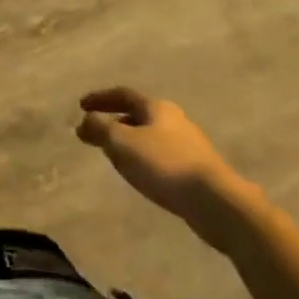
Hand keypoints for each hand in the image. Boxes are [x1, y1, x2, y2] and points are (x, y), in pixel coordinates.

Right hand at [76, 88, 256, 250]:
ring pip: (151, 137)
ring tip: (116, 158)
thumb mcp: (122, 143)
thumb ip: (99, 128)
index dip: (100, 98)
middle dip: (115, 122)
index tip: (81, 106)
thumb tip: (86, 121)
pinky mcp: (198, 170)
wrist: (217, 203)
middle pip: (139, 115)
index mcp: (157, 107)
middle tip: (97, 134)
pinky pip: (163, 157)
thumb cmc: (164, 165)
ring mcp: (190, 145)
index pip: (123, 94)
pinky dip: (145, 160)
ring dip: (130, 143)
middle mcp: (175, 120)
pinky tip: (142, 176)